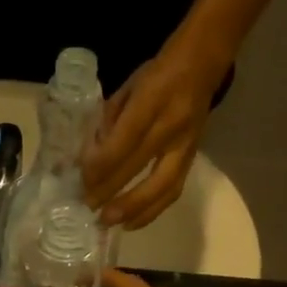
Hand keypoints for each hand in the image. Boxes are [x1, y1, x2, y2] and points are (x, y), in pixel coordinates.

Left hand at [82, 38, 226, 229]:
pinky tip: (131, 222)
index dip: (102, 164)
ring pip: (161, 186)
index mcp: (152, 99)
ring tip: (109, 222)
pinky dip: (151, 210)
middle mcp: (172, 124)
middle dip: (110, 190)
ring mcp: (186, 144)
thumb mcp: (129, 86)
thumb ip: (109, 120)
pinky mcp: (193, 158)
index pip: (124, 139)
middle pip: (139, 165)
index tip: (82, 180)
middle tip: (87, 206)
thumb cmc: (158, 73)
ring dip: (133, 208)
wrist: (204, 64)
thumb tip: (90, 158)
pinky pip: (172, 190)